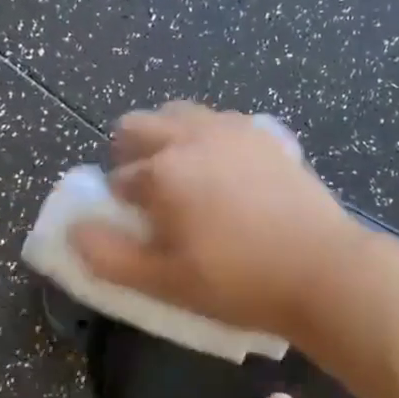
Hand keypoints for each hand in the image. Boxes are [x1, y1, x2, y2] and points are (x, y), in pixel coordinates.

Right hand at [68, 102, 359, 341]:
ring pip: (180, 115)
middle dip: (131, 155)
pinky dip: (209, 138)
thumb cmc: (238, 282)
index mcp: (163, 170)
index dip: (120, 205)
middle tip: (151, 197)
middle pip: (138, 125)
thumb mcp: (164, 282)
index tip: (139, 230)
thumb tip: (75, 229)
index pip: (118, 178)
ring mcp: (233, 129)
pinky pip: (221, 122)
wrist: (322, 269)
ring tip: (189, 182)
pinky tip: (229, 175)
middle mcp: (193, 135)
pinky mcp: (267, 134)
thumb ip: (108, 255)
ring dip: (169, 139)